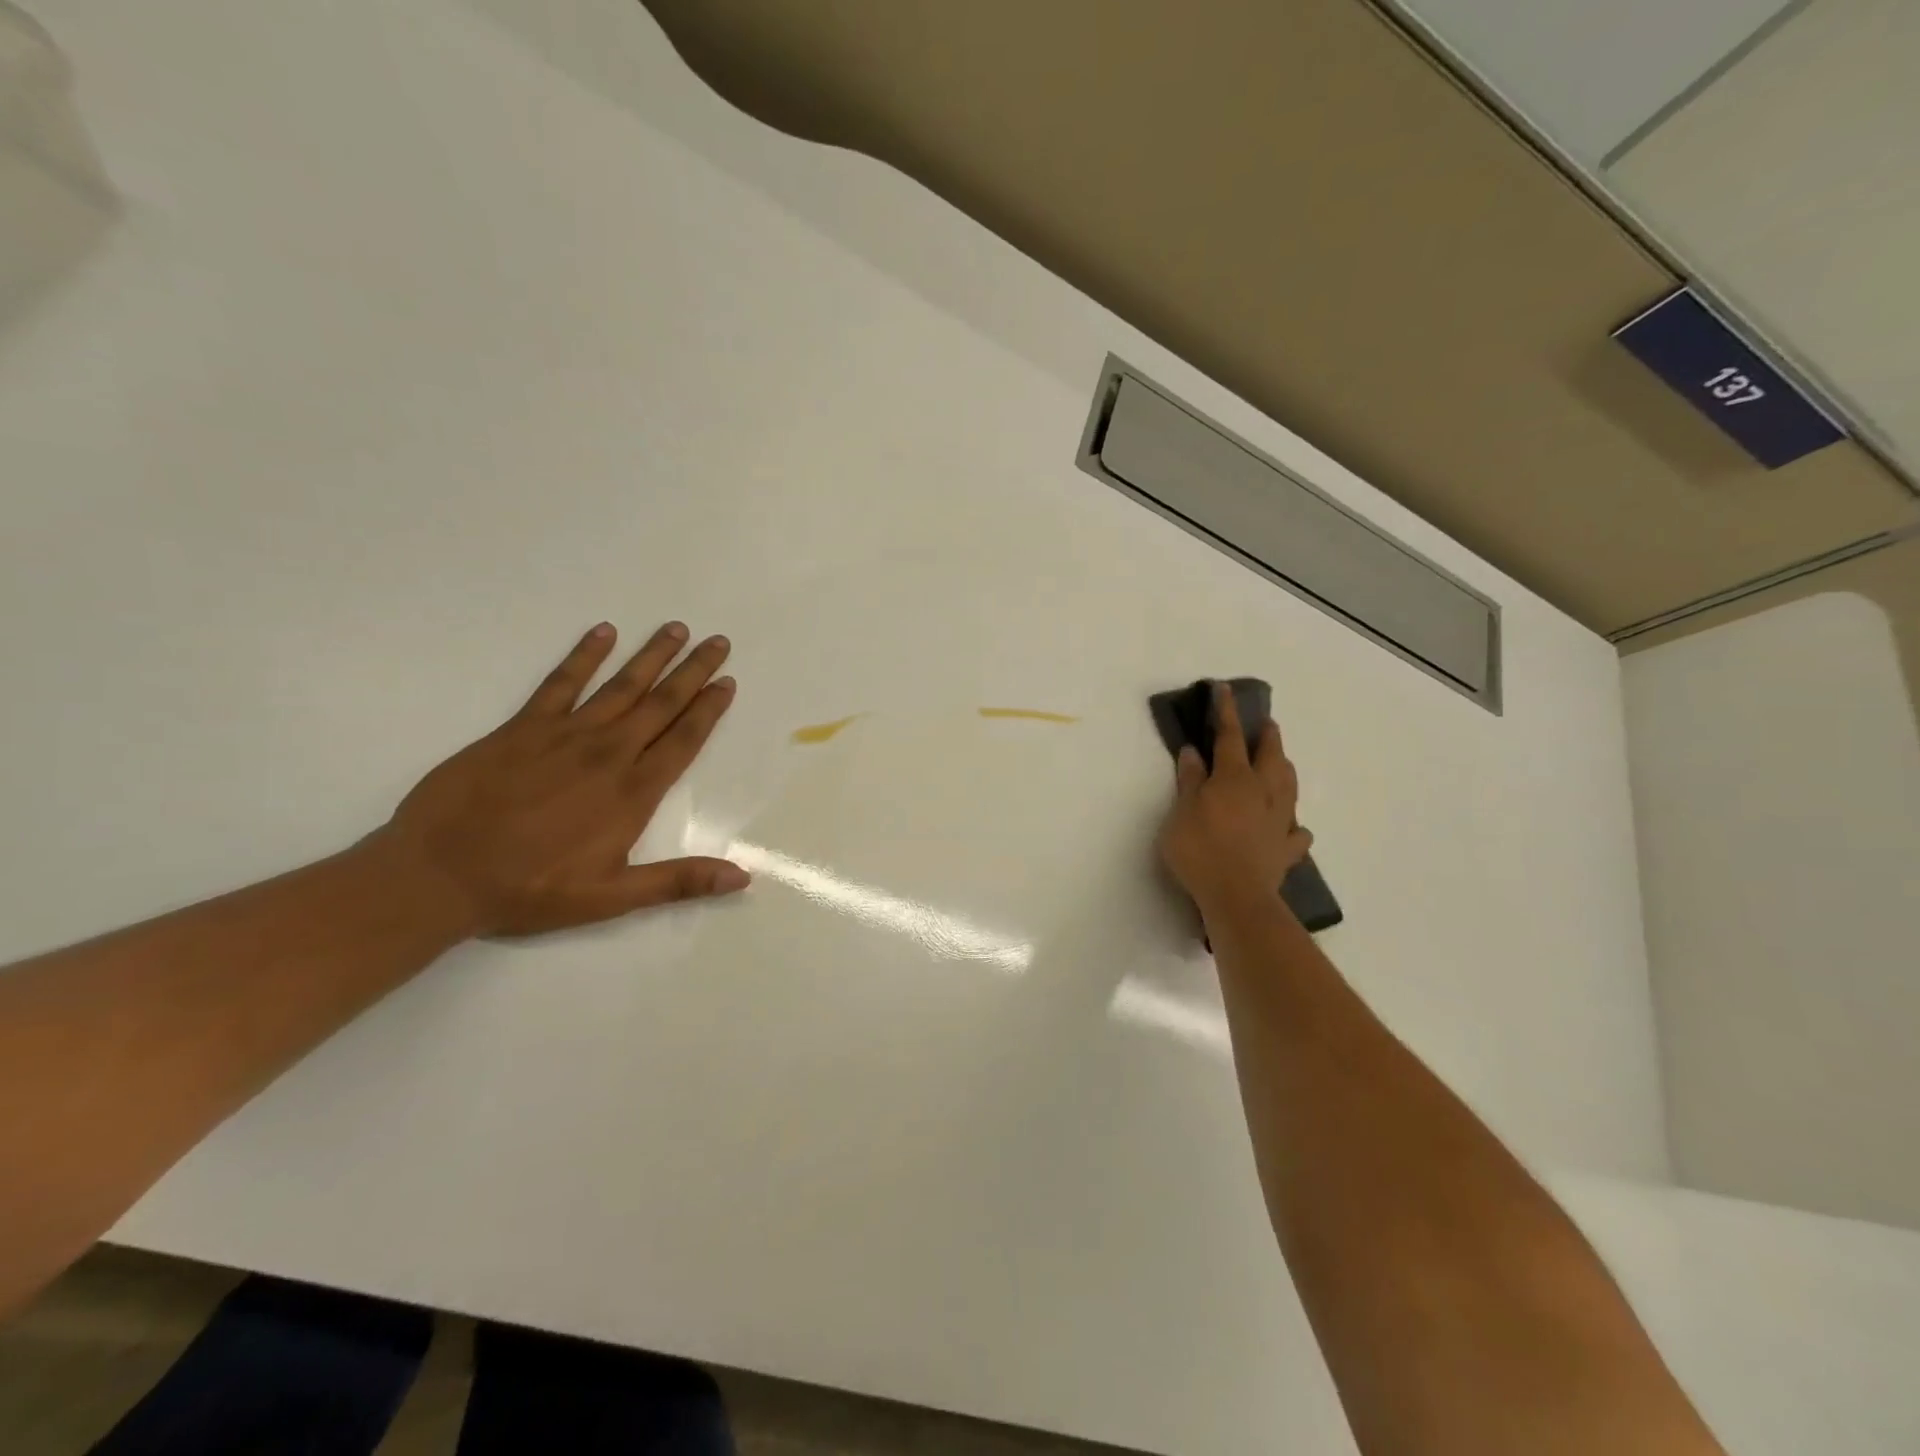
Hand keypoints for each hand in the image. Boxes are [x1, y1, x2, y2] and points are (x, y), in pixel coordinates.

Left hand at [378, 621, 749, 937]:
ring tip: (676, 629)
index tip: (728, 682)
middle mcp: (608, 754)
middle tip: (718, 642)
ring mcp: (565, 735)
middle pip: (661, 704)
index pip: (683, 741)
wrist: (438, 874)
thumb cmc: (530, 889)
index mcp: (633, 793)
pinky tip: (602, 632)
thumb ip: (679, 881)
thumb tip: (742, 878)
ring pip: (621, 686)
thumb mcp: (612, 898)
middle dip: (693, 671)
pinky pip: (561, 682)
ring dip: (651, 656)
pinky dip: (583, 655)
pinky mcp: (523, 727)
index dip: (708, 710)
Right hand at [1158, 682, 1313, 915]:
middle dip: (1268, 737)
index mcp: (1234, 778)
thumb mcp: (1181, 812)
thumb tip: (1194, 751)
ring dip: (1285, 769)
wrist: (1236, 896)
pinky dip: (1294, 825)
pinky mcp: (1286, 849)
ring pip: (1289, 786)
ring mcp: (1279, 820)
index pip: (1230, 737)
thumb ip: (1189, 781)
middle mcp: (1263, 792)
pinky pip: (1296, 832)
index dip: (1226, 712)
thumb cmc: (1200, 849)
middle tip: (1267, 724)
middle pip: (1271, 757)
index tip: (1225, 690)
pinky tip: (1293, 827)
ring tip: (1282, 762)